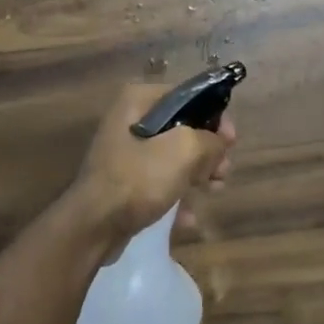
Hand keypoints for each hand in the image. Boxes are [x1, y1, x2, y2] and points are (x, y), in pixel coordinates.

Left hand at [69, 84, 237, 257]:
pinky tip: (188, 217)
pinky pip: (158, 183)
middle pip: (182, 128)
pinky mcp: (123, 183)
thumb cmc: (138, 178)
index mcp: (138, 100)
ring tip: (213, 190)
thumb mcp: (184, 150)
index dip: (214, 116)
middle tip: (222, 171)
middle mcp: (129, 120)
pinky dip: (175, 196)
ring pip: (172, 157)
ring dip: (196, 174)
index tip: (230, 141)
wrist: (93, 227)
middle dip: (207, 150)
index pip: (187, 96)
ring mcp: (125, 153)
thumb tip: (219, 143)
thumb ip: (210, 140)